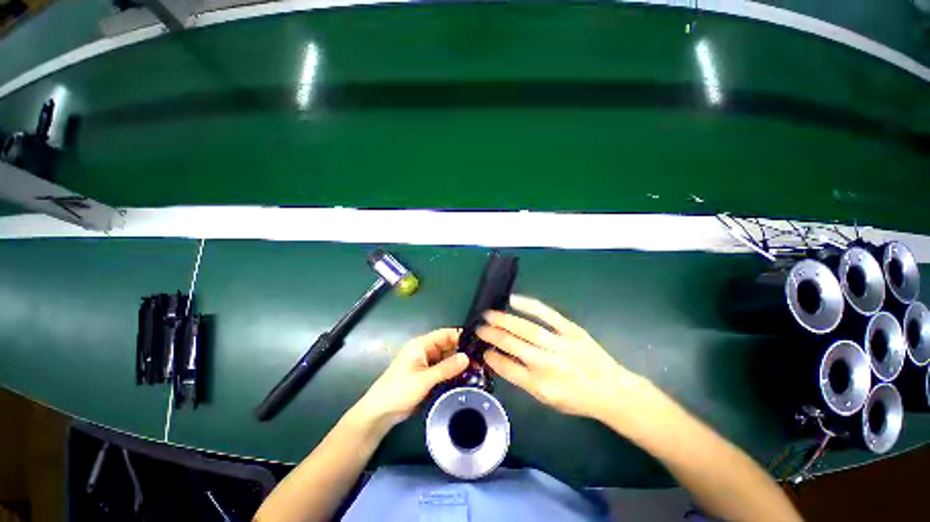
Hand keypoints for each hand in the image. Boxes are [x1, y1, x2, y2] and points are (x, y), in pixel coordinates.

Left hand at [353, 328, 468, 432]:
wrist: (380, 413)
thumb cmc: (399, 390)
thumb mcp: (424, 379)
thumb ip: (446, 368)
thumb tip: (467, 357)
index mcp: (422, 345)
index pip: (446, 334)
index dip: (461, 337)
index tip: (478, 344)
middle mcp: (426, 351)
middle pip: (448, 347)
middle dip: (463, 353)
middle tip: (482, 361)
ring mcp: (427, 364)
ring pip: (447, 359)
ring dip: (459, 365)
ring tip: (478, 371)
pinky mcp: (428, 376)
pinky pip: (444, 370)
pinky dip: (453, 374)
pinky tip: (466, 379)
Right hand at [477, 295, 649, 420]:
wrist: (611, 389)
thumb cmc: (577, 398)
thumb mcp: (547, 399)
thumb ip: (522, 379)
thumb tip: (499, 359)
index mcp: (541, 386)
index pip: (508, 369)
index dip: (492, 358)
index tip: (483, 350)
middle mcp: (548, 365)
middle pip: (513, 345)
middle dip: (492, 335)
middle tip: (479, 328)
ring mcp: (560, 345)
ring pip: (526, 328)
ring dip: (504, 320)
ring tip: (489, 314)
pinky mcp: (571, 330)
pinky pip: (546, 314)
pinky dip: (528, 305)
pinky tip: (514, 300)